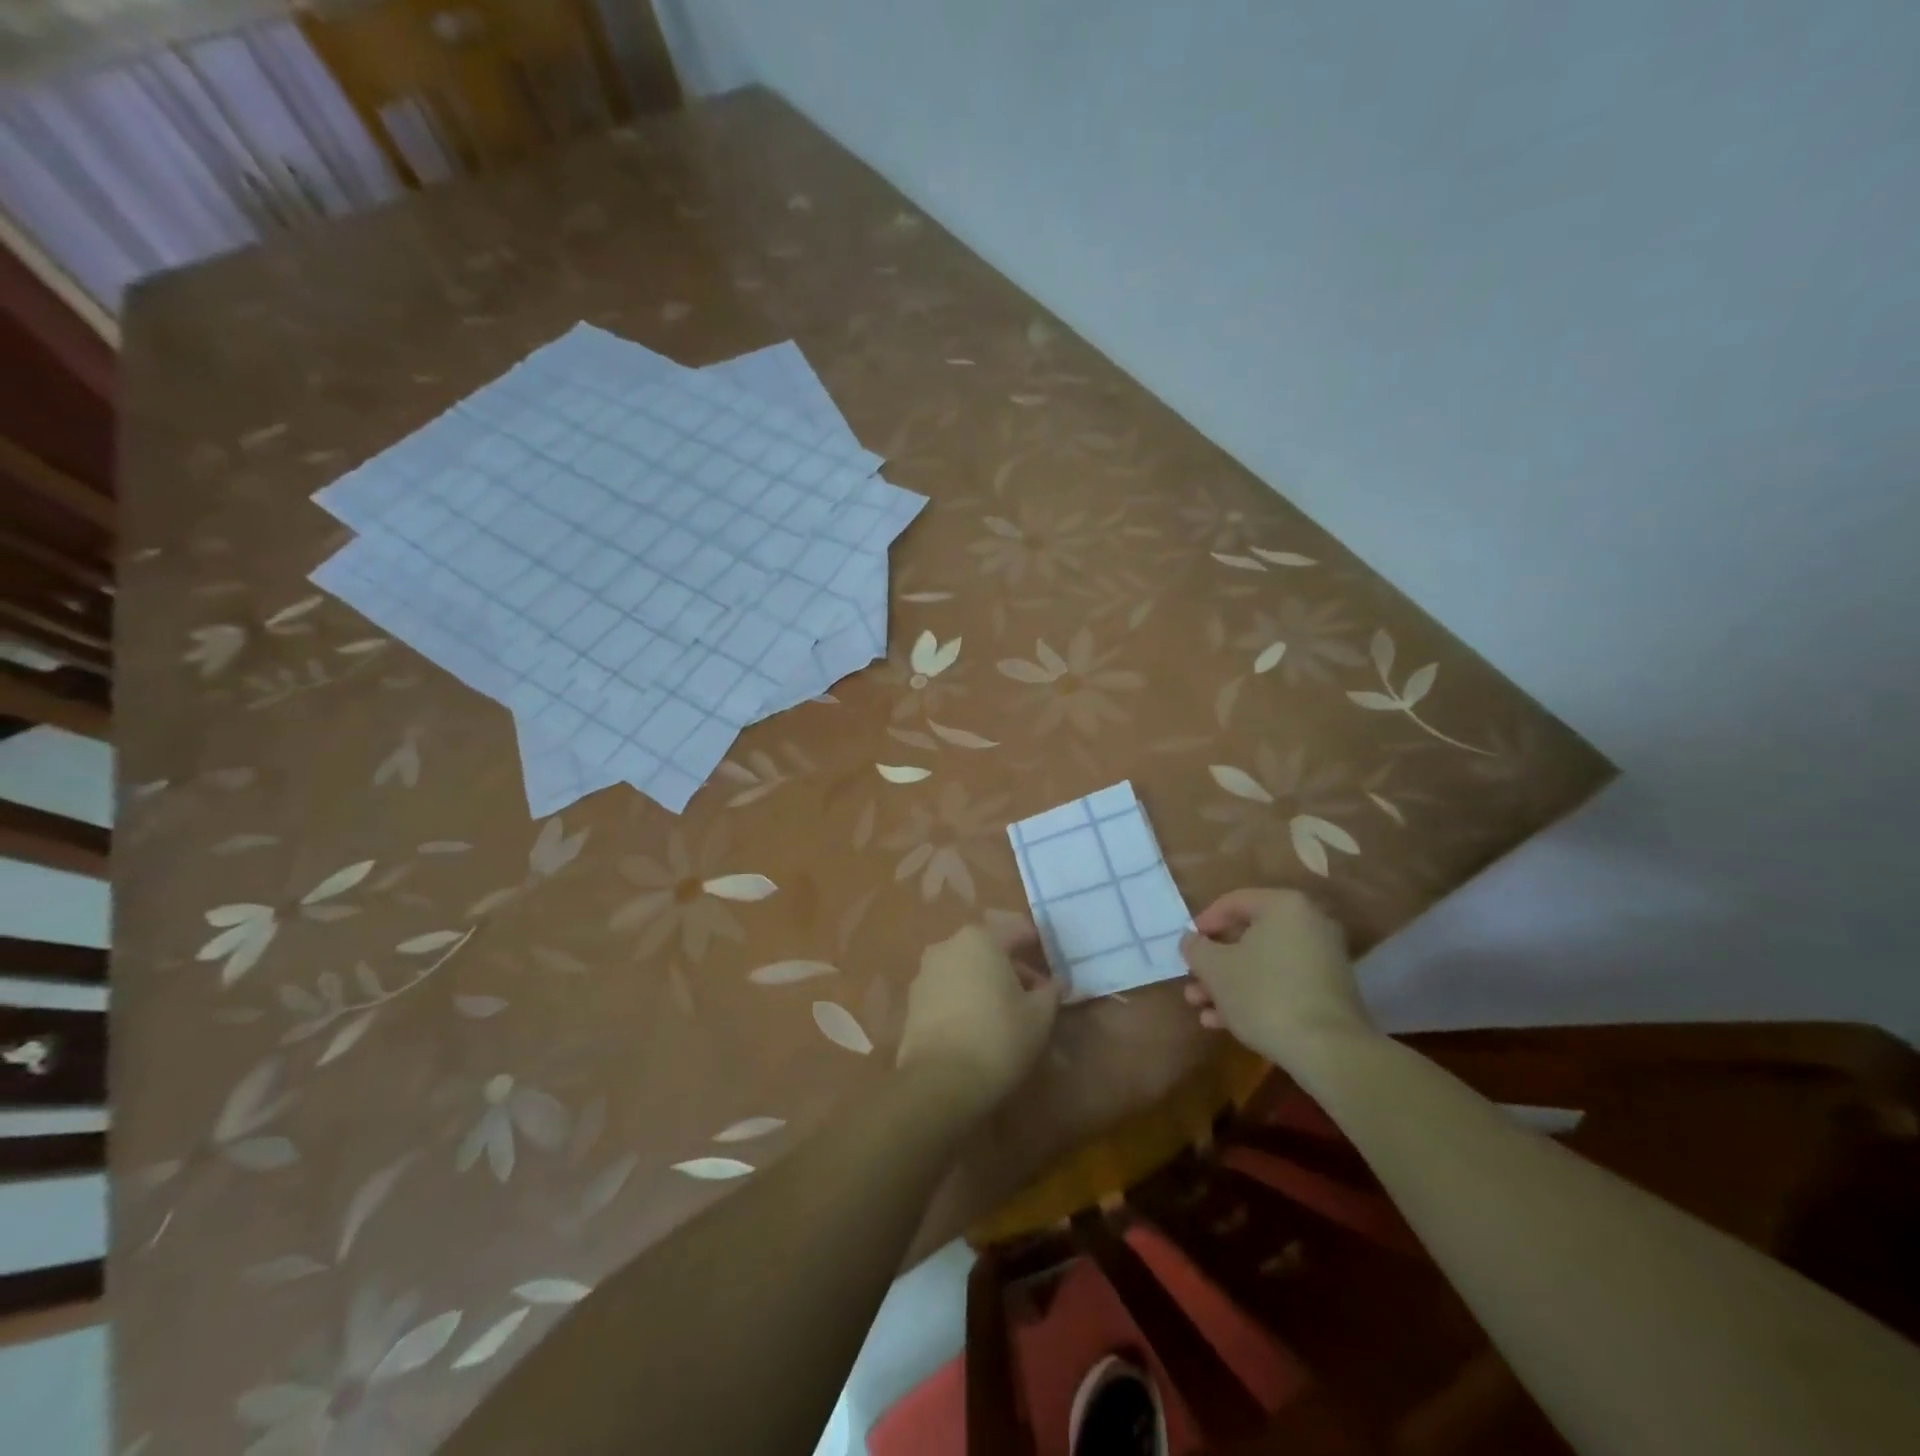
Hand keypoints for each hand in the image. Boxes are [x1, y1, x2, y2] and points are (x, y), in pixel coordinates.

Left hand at [898, 922, 1059, 1113]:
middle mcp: (948, 945)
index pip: (1017, 930)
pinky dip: (964, 997)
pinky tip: (977, 1023)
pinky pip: (947, 988)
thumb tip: (1054, 983)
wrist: (940, 1081)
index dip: (1037, 944)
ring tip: (1005, 1011)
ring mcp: (925, 972)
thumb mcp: (1039, 1015)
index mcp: (981, 938)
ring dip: (986, 981)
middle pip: (988, 947)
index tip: (1052, 962)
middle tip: (1033, 993)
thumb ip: (1050, 991)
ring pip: (965, 967)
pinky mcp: (912, 1000)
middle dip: (1011, 965)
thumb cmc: (999, 1038)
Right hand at [1179, 888, 1372, 1067]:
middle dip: (1214, 963)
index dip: (1203, 923)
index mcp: (1283, 906)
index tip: (1186, 946)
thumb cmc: (1263, 994)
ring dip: (1228, 984)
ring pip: (1263, 965)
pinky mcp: (1329, 993)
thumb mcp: (1215, 968)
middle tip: (1191, 980)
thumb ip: (1196, 948)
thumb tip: (1190, 940)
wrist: (1328, 1050)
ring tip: (1199, 1007)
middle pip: (1248, 937)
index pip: (1233, 902)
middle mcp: (1309, 925)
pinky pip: (1282, 984)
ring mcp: (1323, 960)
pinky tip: (1223, 1023)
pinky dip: (1254, 996)